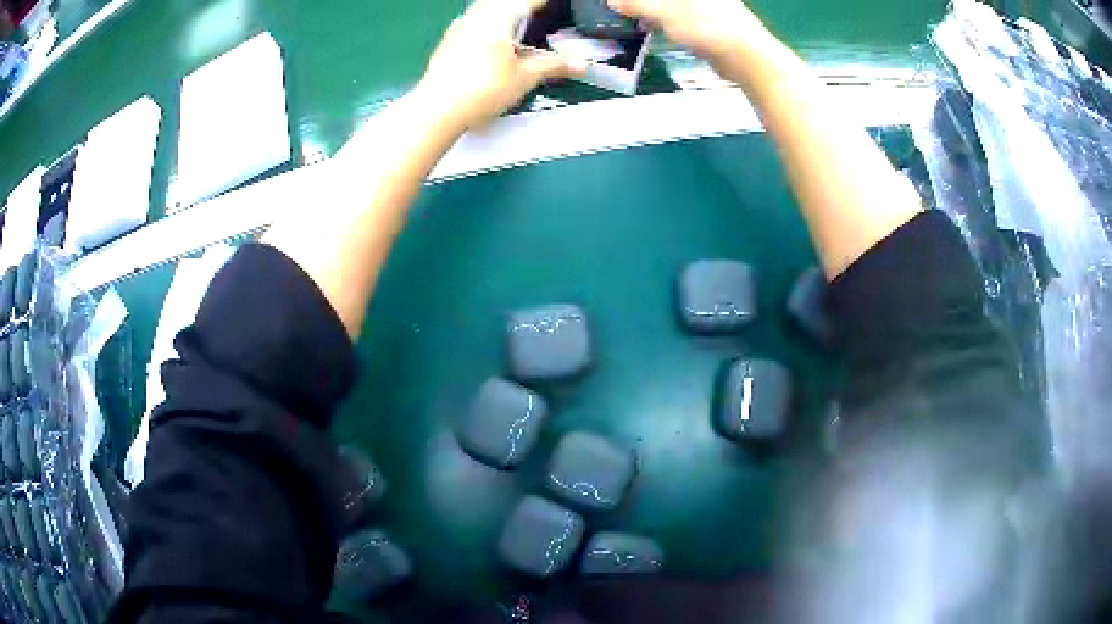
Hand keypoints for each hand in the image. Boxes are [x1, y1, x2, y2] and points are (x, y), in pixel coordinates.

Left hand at [418, 0, 585, 131]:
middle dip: (524, 6)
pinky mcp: (449, 40)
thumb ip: (554, 65)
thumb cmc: (482, 89)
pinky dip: (487, 23)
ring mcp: (460, 26)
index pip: (529, 1)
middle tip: (538, 11)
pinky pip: (472, 21)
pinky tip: (490, 36)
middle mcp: (478, 15)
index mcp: (499, 17)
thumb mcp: (525, 77)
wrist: (438, 109)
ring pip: (486, 8)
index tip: (554, 5)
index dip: (544, 3)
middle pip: (504, 2)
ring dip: (503, 11)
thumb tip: (581, 64)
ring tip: (518, 21)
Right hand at [607, 0, 766, 62]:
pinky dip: (664, 21)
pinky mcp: (711, 22)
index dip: (638, 0)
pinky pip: (679, 16)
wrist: (746, 56)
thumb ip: (636, 4)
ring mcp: (708, 6)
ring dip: (651, 11)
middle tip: (622, 10)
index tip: (620, 5)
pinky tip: (652, 30)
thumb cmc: (706, 26)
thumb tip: (613, 1)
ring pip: (672, 5)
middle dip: (643, 4)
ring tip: (633, 22)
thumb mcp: (664, 13)